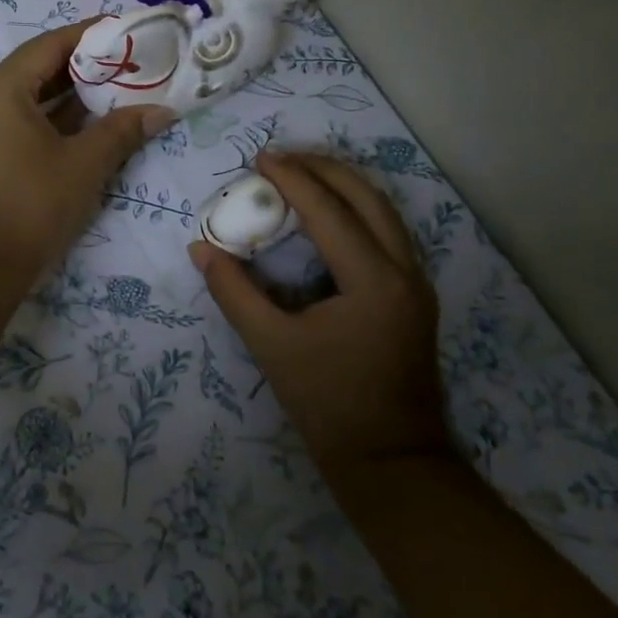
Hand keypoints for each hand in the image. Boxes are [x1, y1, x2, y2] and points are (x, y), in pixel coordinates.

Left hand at [0, 20, 173, 293]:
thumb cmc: (30, 208)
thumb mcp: (83, 165)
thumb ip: (122, 130)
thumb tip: (163, 111)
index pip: (50, 44)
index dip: (91, 35)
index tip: (127, 30)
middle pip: (36, 67)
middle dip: (83, 65)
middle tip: (128, 63)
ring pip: (26, 95)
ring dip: (67, 93)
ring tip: (114, 89)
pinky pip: (15, 118)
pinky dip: (48, 117)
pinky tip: (84, 122)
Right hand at [189, 151, 450, 475]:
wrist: (390, 461)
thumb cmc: (328, 404)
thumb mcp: (272, 346)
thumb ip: (234, 292)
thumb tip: (201, 248)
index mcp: (372, 280)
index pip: (329, 211)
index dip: (292, 179)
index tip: (260, 158)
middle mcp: (404, 271)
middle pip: (367, 198)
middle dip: (324, 169)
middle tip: (281, 157)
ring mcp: (416, 284)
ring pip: (384, 213)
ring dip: (344, 185)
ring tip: (303, 173)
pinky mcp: (414, 297)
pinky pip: (387, 233)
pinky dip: (357, 210)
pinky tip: (329, 213)